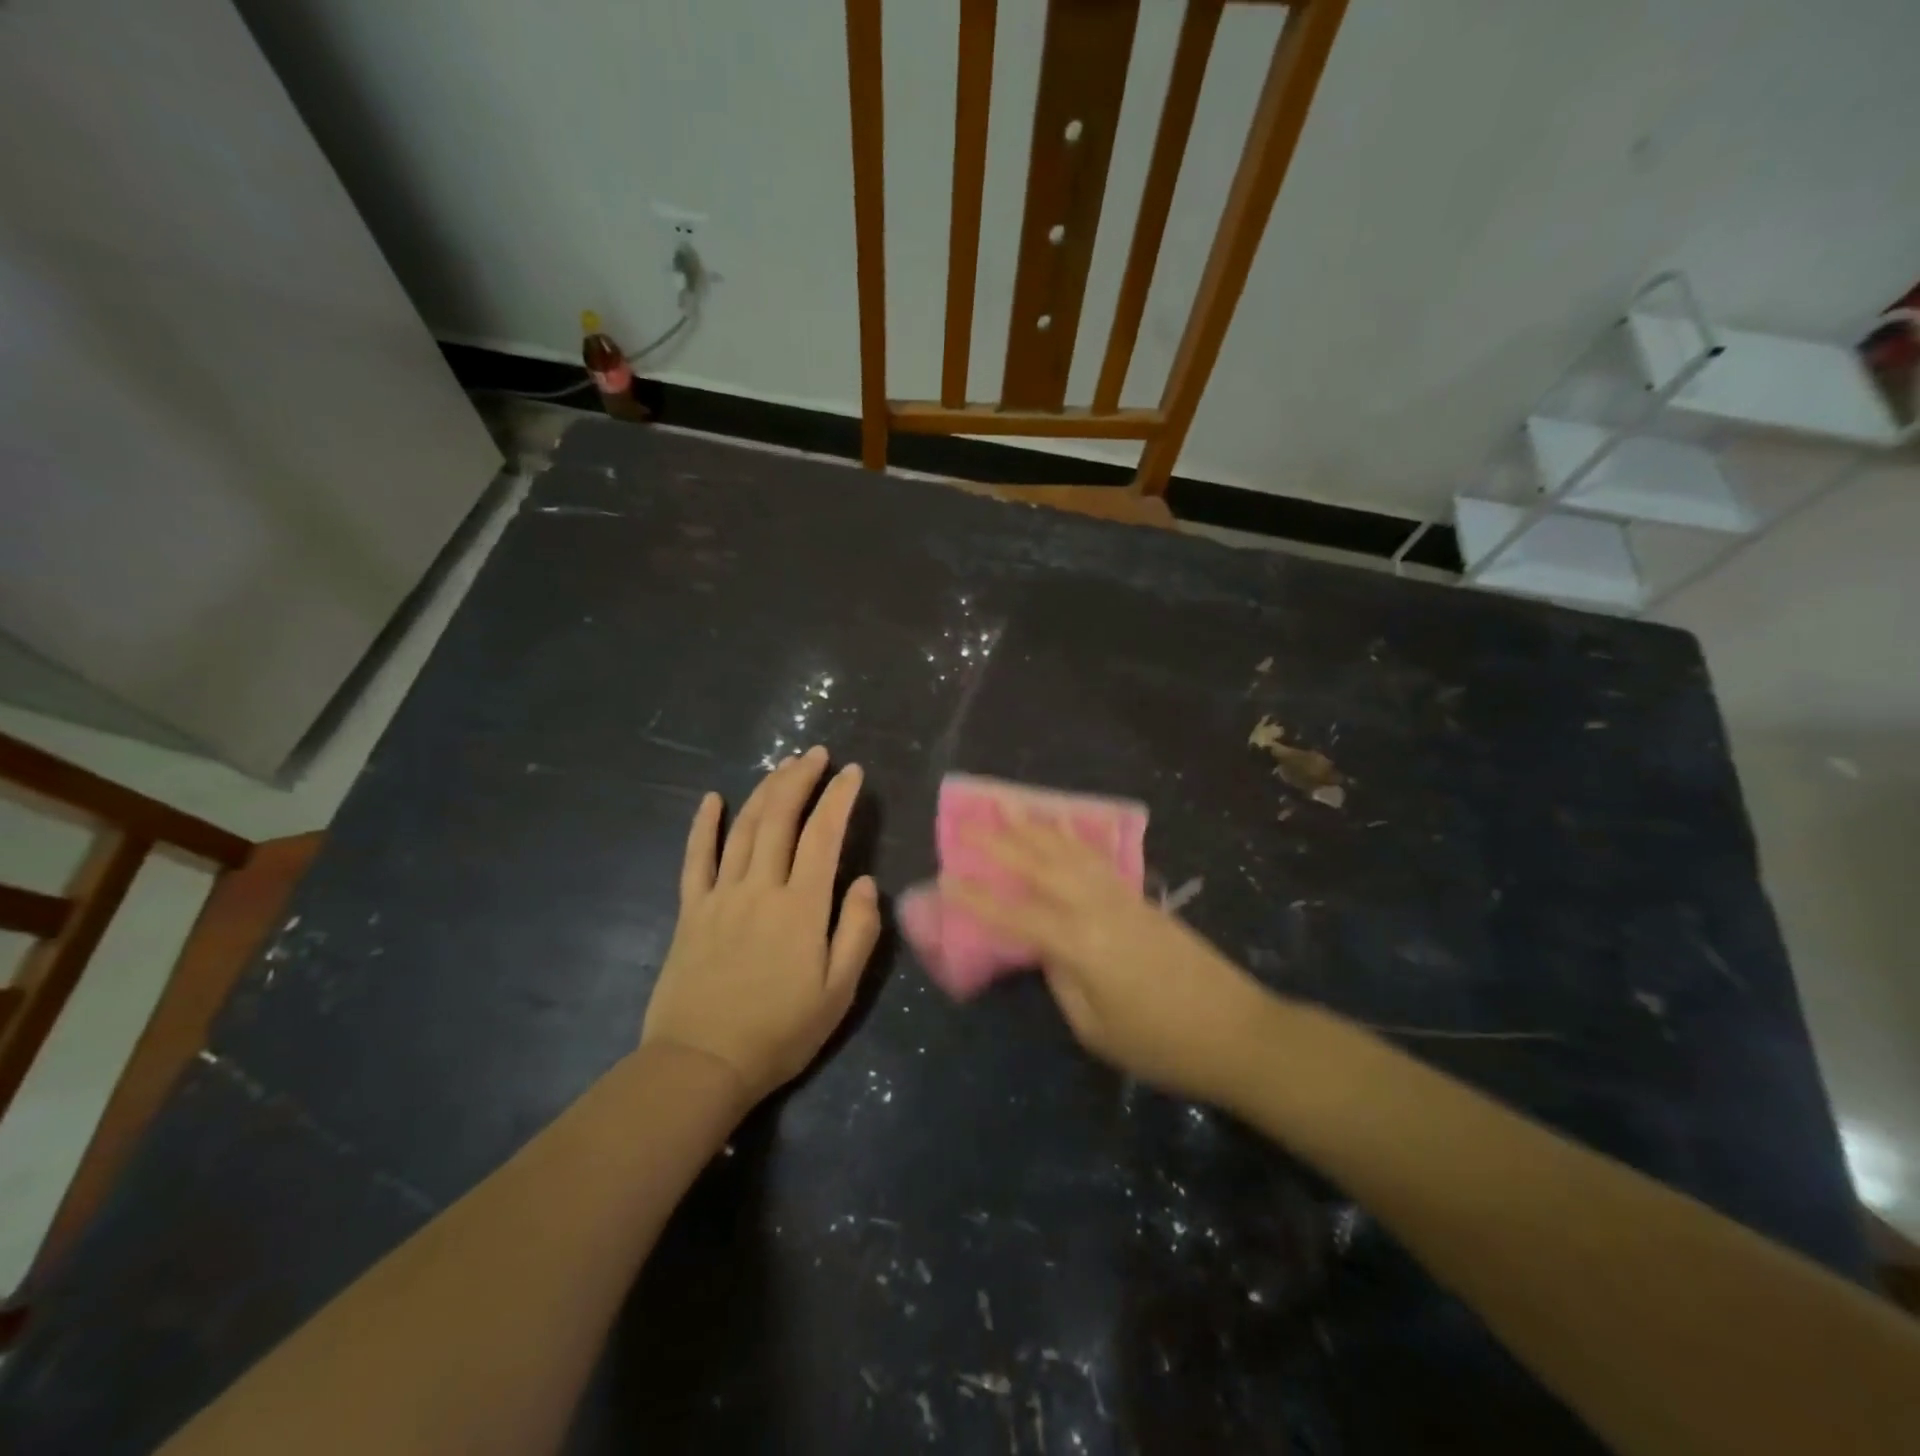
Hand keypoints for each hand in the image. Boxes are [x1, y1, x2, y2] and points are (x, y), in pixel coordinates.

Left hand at [642, 747, 881, 1104]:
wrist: (702, 1064)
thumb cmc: (780, 1031)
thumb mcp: (838, 991)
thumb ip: (857, 931)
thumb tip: (864, 882)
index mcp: (801, 906)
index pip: (823, 836)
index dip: (838, 798)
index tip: (851, 772)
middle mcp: (760, 888)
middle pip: (779, 819)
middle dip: (800, 779)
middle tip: (815, 754)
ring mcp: (720, 896)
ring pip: (743, 829)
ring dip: (764, 792)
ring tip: (782, 766)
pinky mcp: (691, 911)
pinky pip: (696, 859)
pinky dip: (703, 826)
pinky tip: (711, 799)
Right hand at [944, 821, 1273, 1104]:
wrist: (1238, 1032)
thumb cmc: (1161, 1044)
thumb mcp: (1094, 1028)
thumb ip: (1061, 979)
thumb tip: (1046, 947)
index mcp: (1079, 943)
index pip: (1014, 913)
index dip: (975, 896)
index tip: (942, 876)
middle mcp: (1096, 907)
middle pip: (1039, 865)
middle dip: (999, 841)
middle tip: (965, 820)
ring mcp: (1122, 896)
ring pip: (1069, 851)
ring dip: (1035, 827)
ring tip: (1008, 805)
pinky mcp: (1140, 898)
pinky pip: (1096, 857)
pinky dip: (1073, 837)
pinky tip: (1063, 826)